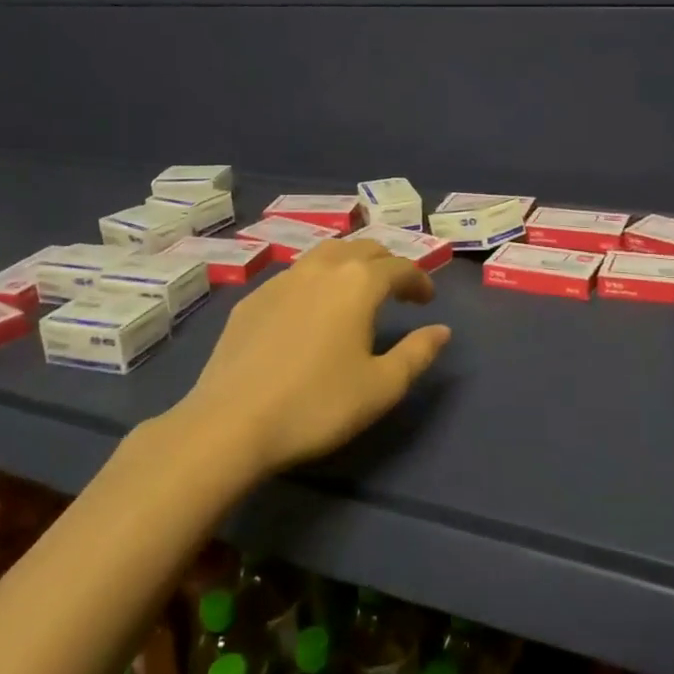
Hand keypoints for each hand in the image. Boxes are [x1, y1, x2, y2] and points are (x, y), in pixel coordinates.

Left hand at [178, 239, 451, 474]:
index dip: (419, 279)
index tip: (427, 300)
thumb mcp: (382, 387)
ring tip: (356, 291)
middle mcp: (321, 269)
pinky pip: (294, 275)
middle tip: (397, 290)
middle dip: (386, 264)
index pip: (399, 266)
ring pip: (325, 254)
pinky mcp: (251, 299)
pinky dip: (316, 280)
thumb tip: (442, 330)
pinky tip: (310, 310)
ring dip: (349, 264)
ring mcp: (280, 280)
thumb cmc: (317, 405)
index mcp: (358, 283)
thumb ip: (418, 353)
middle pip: (362, 249)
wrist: (231, 424)